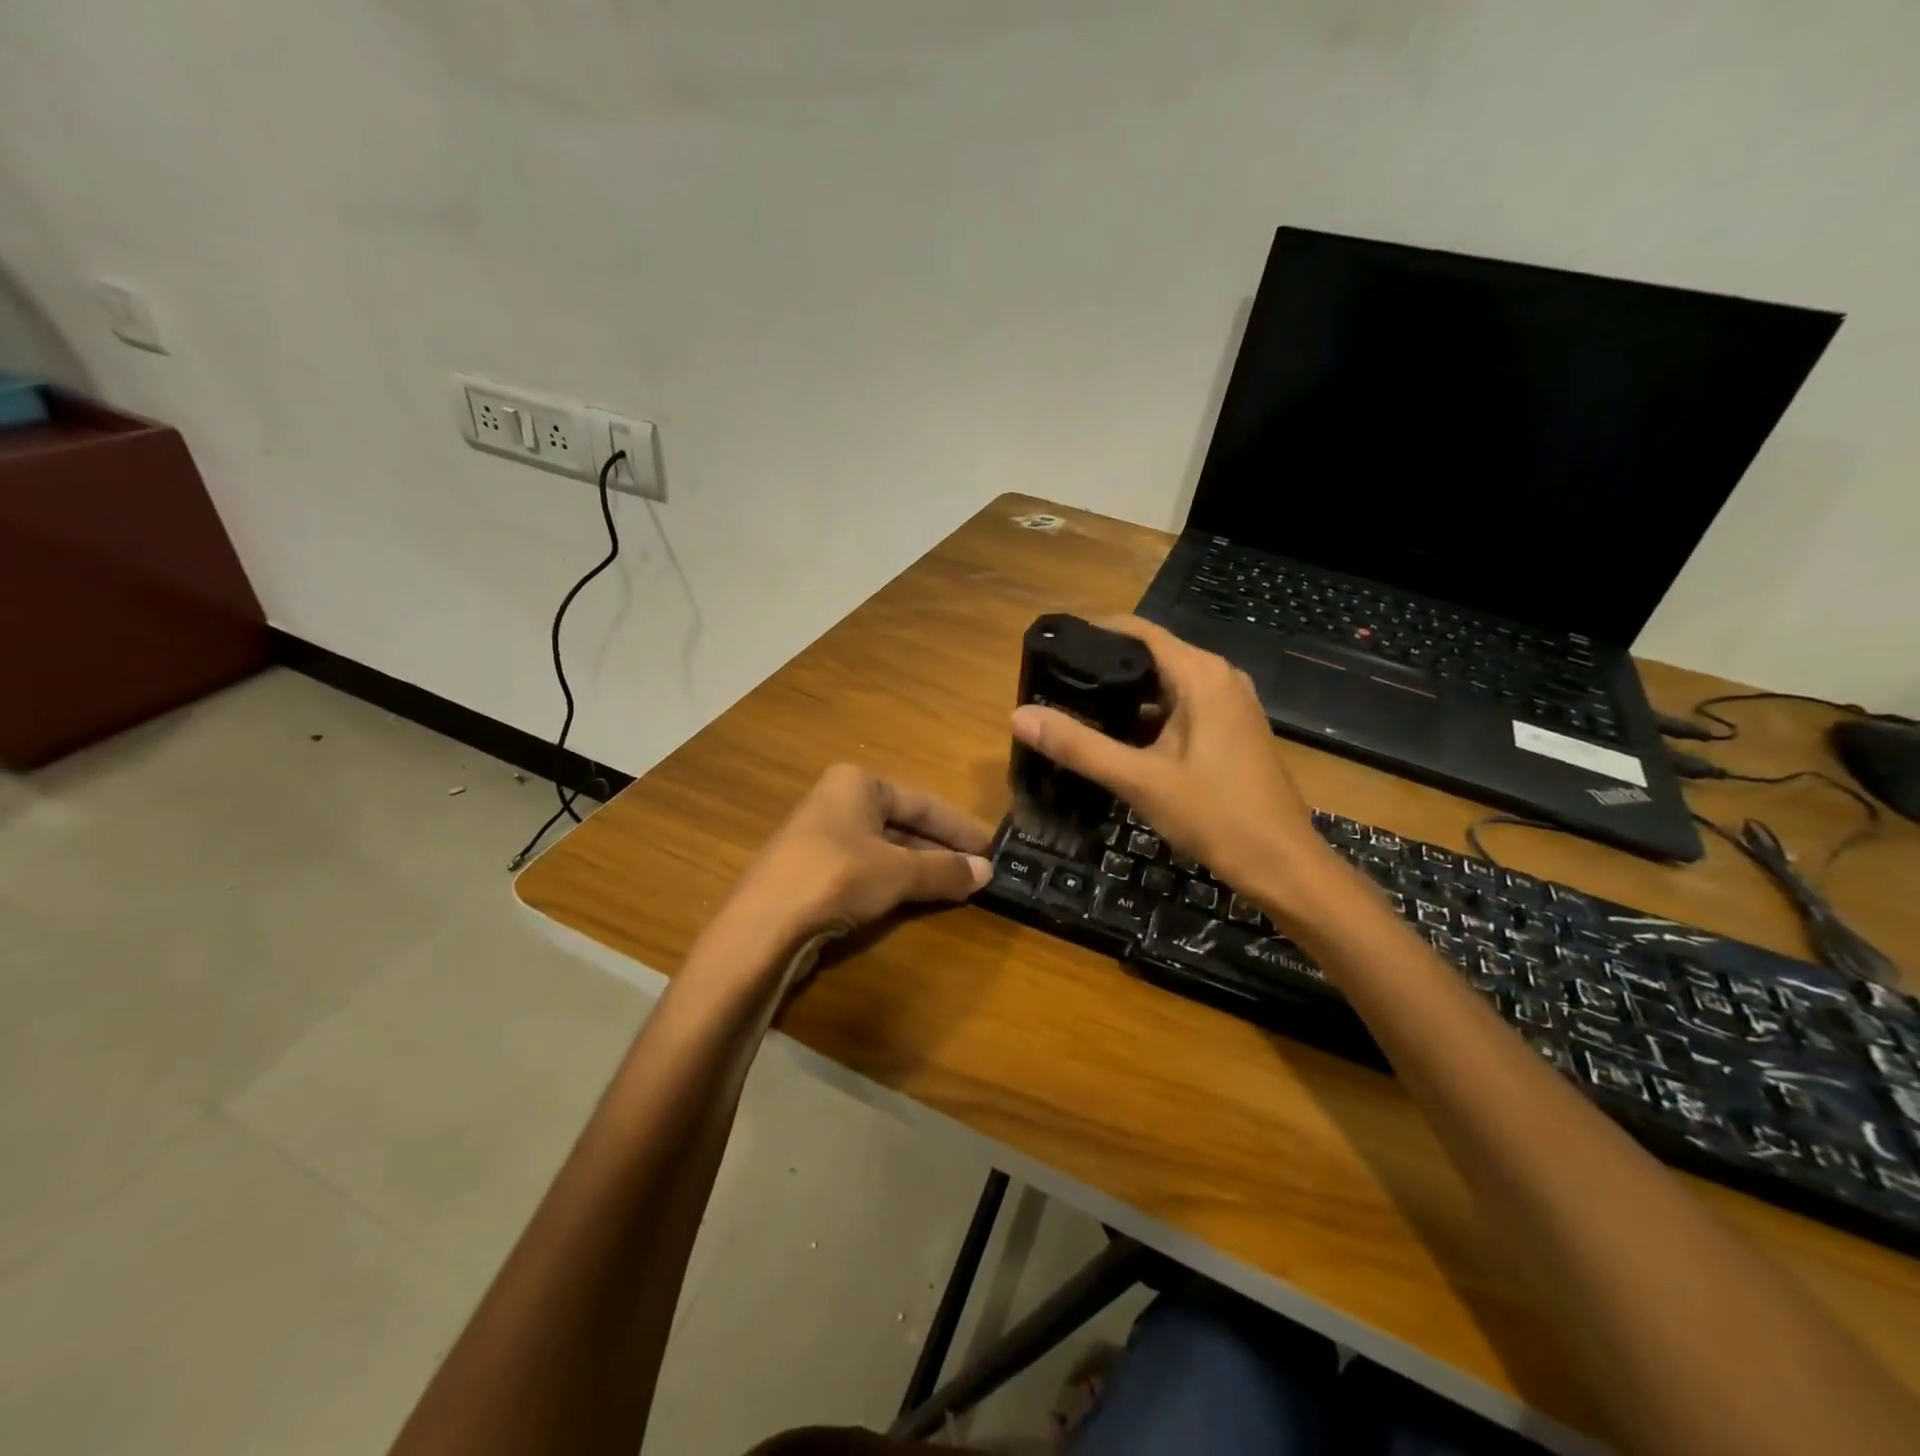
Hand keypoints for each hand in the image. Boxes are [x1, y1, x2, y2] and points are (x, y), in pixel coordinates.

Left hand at [717, 765, 993, 955]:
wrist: (762, 927)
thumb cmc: (837, 878)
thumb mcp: (899, 872)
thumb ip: (945, 870)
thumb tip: (988, 872)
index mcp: (856, 783)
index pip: (922, 802)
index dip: (958, 828)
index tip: (991, 848)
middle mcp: (837, 801)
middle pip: (902, 824)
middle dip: (939, 850)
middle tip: (977, 872)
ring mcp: (820, 837)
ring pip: (884, 849)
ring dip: (919, 869)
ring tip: (955, 888)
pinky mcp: (810, 872)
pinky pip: (864, 870)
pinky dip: (892, 883)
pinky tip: (914, 900)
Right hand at [1010, 615, 1341, 922]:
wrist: (1284, 866)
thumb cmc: (1216, 816)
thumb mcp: (1139, 780)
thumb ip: (1079, 746)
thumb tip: (1019, 715)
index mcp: (1201, 675)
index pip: (1138, 631)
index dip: (1094, 633)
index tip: (1052, 649)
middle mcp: (1219, 678)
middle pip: (1151, 657)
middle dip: (1104, 669)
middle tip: (1054, 687)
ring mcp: (1229, 705)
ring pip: (1165, 687)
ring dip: (1125, 697)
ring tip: (1075, 711)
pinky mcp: (1231, 731)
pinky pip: (1181, 709)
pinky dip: (1148, 718)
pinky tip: (1116, 741)